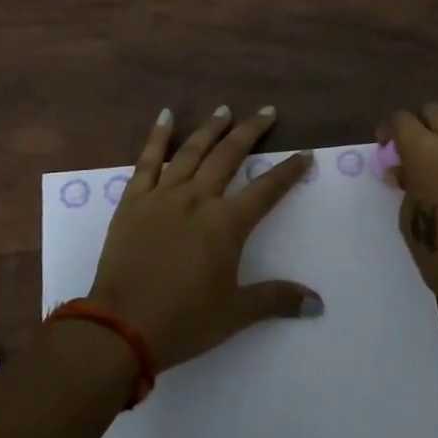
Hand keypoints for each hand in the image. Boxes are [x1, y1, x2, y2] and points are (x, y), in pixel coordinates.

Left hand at [89, 105, 321, 370]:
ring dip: (211, 128)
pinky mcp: (133, 200)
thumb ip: (276, 298)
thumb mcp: (235, 313)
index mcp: (226, 224)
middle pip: (229, 155)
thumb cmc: (184, 320)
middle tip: (266, 112)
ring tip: (224, 110)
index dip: (289, 171)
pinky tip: (166, 116)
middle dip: (251, 131)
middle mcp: (197, 199)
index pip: (267, 189)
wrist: (121, 326)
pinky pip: (147, 160)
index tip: (305, 153)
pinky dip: (157, 136)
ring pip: (192, 151)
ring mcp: (163, 196)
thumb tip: (317, 302)